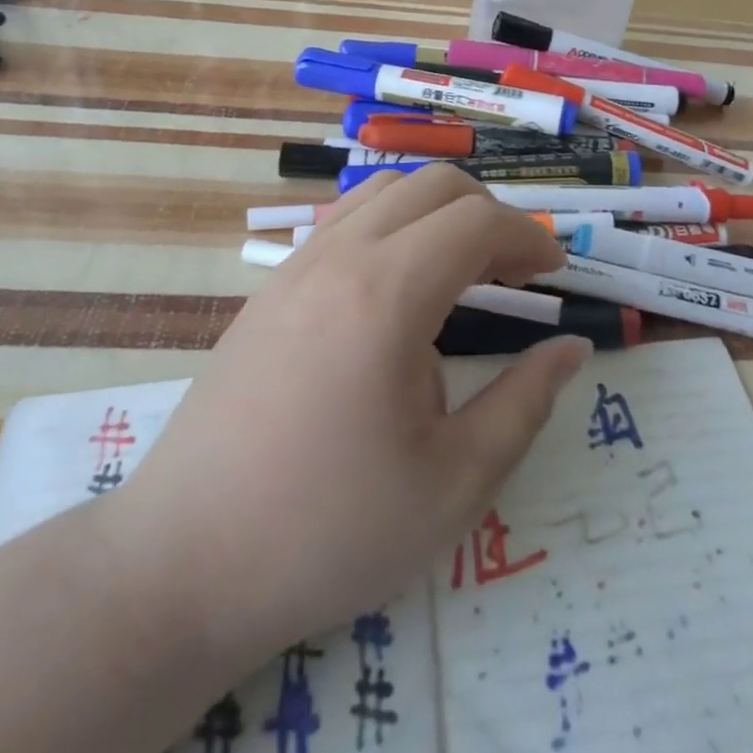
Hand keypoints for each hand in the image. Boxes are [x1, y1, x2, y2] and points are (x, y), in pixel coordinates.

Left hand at [105, 165, 588, 675]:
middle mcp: (339, 258)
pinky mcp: (269, 289)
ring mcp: (295, 267)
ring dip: (439, 211)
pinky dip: (393, 224)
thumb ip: (525, 403)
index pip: (477, 222)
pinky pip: (344, 219)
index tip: (555, 275)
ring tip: (464, 268)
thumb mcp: (453, 484)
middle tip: (517, 271)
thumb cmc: (327, 531)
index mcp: (387, 295)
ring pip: (385, 190)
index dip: (529, 238)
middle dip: (490, 214)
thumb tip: (572, 348)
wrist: (180, 567)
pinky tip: (399, 285)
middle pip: (434, 185)